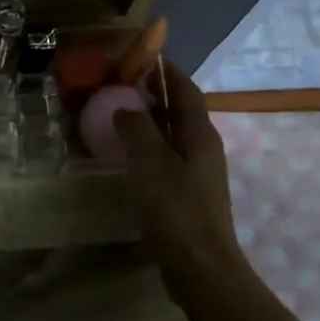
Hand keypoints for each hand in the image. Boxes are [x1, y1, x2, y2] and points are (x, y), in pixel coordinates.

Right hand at [112, 61, 245, 272]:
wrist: (199, 266)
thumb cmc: (175, 207)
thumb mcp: (149, 161)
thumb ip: (136, 127)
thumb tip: (126, 107)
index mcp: (199, 133)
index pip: (185, 89)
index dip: (167, 70)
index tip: (144, 54)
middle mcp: (202, 147)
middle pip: (179, 110)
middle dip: (154, 93)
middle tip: (120, 83)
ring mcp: (197, 173)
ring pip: (171, 135)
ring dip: (148, 121)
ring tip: (117, 114)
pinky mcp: (187, 195)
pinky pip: (165, 158)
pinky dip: (146, 147)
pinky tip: (126, 156)